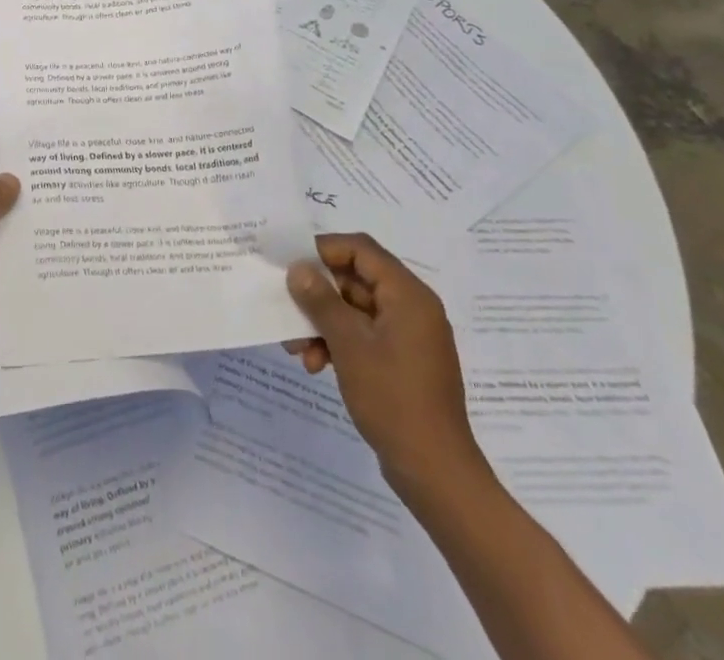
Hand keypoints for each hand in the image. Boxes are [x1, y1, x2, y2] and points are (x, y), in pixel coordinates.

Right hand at [285, 232, 488, 499]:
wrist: (436, 473)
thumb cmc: (394, 399)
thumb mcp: (349, 345)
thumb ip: (321, 301)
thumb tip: (298, 268)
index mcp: (408, 295)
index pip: (361, 249)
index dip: (324, 250)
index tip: (290, 264)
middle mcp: (411, 307)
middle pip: (355, 280)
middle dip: (318, 296)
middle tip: (287, 312)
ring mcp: (408, 336)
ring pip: (355, 310)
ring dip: (323, 323)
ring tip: (298, 350)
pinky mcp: (402, 361)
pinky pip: (364, 335)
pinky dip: (339, 343)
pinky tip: (318, 366)